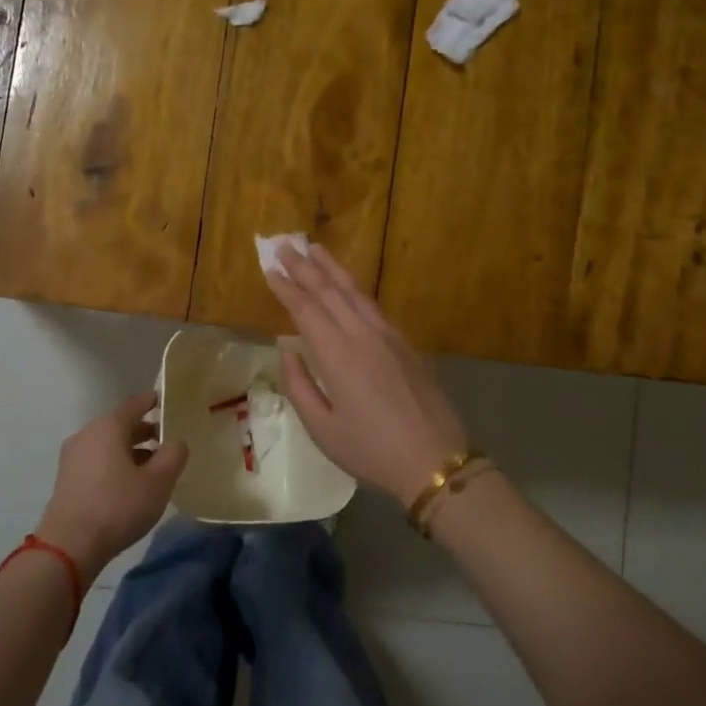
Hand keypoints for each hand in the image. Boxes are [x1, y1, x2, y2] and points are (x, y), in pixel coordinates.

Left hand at [35, 392, 188, 578]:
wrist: (69, 545)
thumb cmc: (118, 507)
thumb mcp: (159, 482)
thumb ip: (174, 455)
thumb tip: (176, 442)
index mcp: (109, 427)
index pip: (136, 404)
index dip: (154, 401)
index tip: (168, 403)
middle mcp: (87, 434)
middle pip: (121, 425)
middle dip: (145, 431)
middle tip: (167, 442)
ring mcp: (73, 457)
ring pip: (108, 444)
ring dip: (130, 451)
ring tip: (152, 468)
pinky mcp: (67, 479)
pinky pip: (97, 461)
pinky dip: (115, 464)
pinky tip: (128, 485)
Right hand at [264, 243, 470, 506]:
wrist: (435, 460)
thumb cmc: (371, 450)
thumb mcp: (323, 429)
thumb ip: (299, 386)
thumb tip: (287, 351)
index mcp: (337, 355)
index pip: (306, 309)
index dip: (286, 287)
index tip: (270, 268)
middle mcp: (362, 335)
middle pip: (330, 291)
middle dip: (305, 266)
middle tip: (285, 245)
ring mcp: (388, 336)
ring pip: (355, 292)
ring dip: (333, 269)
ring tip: (316, 249)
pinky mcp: (406, 344)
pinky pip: (374, 306)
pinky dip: (355, 289)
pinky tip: (349, 287)